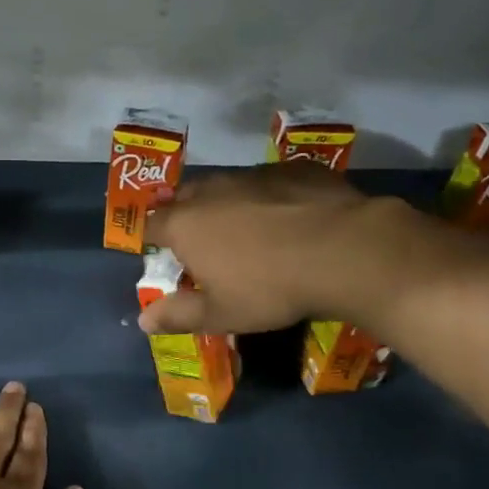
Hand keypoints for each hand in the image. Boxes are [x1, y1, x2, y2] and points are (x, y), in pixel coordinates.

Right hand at [139, 163, 389, 334]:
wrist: (345, 251)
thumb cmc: (270, 289)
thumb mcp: (221, 314)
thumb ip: (178, 315)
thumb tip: (143, 320)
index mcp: (185, 225)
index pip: (150, 225)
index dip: (152, 240)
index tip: (165, 258)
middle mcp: (212, 190)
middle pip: (185, 199)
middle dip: (187, 218)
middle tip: (205, 247)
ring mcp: (254, 174)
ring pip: (227, 186)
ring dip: (228, 205)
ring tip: (249, 232)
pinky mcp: (294, 168)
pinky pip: (269, 182)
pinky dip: (269, 198)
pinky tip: (290, 220)